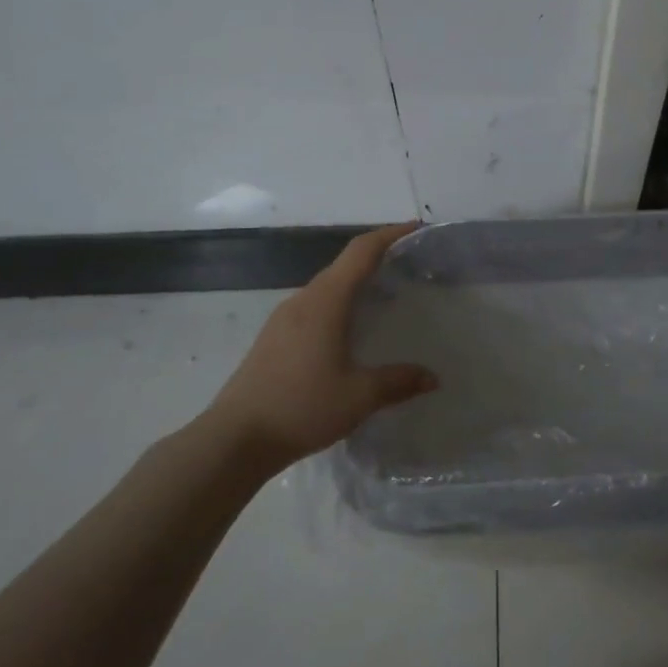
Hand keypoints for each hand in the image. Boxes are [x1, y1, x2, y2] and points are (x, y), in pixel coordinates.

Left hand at [205, 223, 437, 472]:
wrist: (235, 439)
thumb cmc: (301, 408)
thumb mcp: (358, 396)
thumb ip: (398, 382)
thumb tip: (433, 378)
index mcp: (326, 301)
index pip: (361, 252)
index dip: (390, 234)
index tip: (416, 227)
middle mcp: (304, 300)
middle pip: (344, 265)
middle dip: (377, 257)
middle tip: (409, 266)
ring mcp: (284, 318)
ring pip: (328, 286)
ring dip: (356, 283)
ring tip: (385, 297)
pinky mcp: (274, 337)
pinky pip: (315, 305)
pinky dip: (340, 303)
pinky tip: (350, 330)